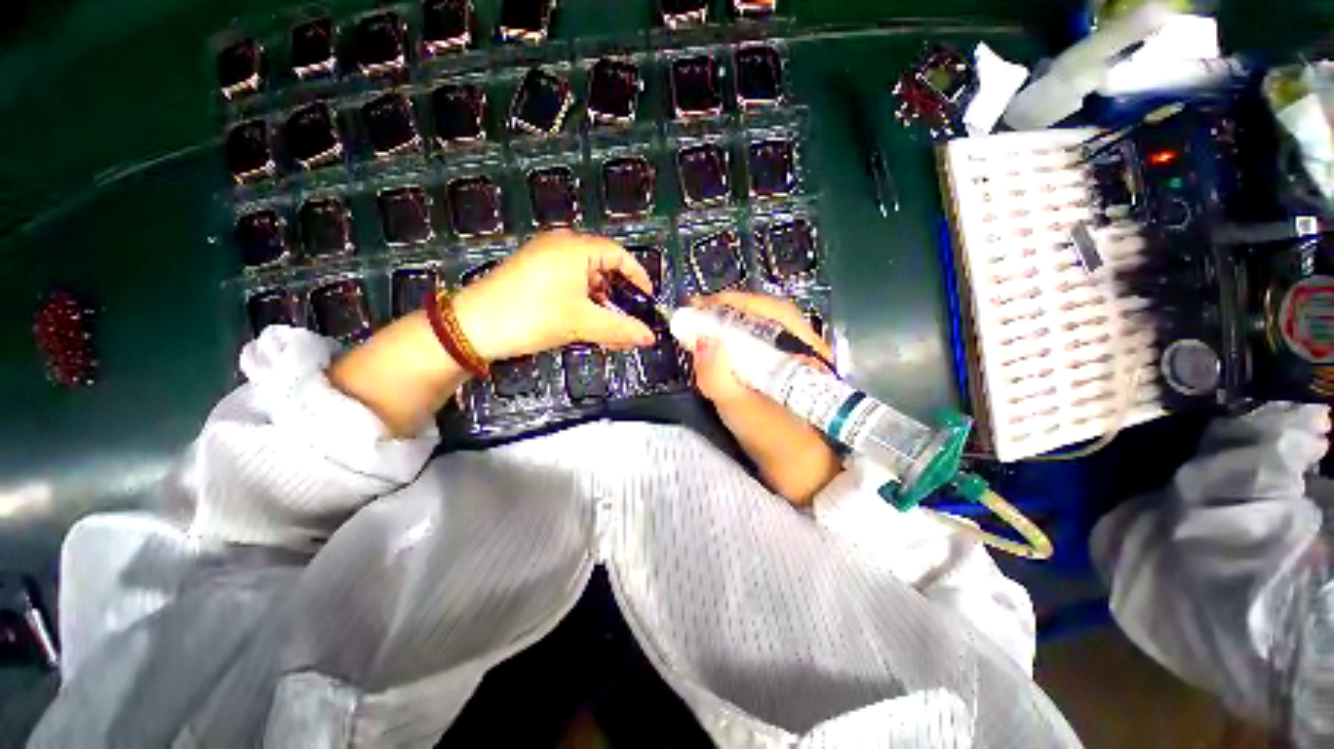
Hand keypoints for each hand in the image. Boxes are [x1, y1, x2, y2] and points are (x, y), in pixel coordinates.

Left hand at [453, 230, 656, 360]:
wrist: (471, 328)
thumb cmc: (532, 316)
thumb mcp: (582, 323)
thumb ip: (621, 329)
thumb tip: (650, 337)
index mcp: (575, 248)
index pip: (619, 255)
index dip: (638, 278)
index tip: (648, 301)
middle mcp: (561, 246)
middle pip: (604, 268)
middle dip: (620, 297)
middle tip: (630, 321)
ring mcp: (545, 260)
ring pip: (586, 281)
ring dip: (602, 306)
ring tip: (611, 331)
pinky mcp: (533, 275)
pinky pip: (569, 286)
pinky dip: (583, 305)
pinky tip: (588, 326)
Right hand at [688, 292, 841, 504]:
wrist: (807, 475)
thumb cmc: (776, 443)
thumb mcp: (741, 411)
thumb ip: (718, 377)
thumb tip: (700, 340)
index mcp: (801, 349)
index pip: (766, 310)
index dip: (729, 304)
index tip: (696, 307)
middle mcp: (806, 345)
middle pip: (766, 313)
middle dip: (729, 310)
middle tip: (696, 315)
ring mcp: (801, 358)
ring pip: (766, 327)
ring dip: (735, 322)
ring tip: (705, 326)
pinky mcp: (793, 372)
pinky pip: (766, 344)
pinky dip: (742, 339)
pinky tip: (726, 346)